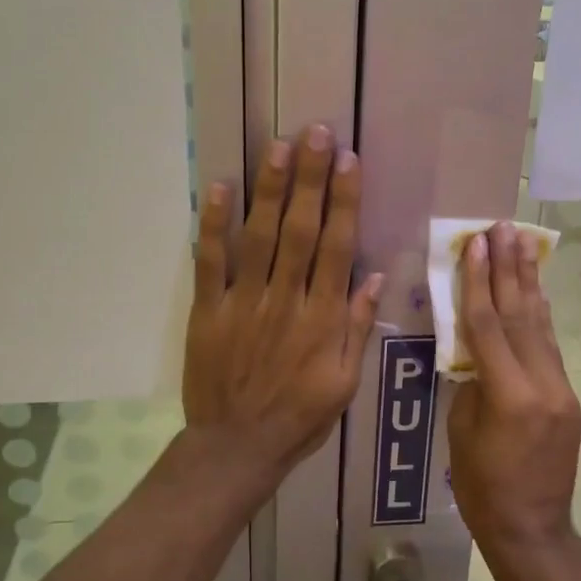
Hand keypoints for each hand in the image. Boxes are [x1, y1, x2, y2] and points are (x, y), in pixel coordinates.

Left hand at [182, 127, 382, 487]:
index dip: (344, 201)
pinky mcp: (208, 310)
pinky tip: (220, 187)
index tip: (349, 161)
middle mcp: (286, 300)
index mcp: (323, 319)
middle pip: (300, 230)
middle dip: (310, 178)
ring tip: (280, 146)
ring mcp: (243, 302)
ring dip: (270, 189)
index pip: (337, 247)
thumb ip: (357, 327)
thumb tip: (373, 275)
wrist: (236, 447)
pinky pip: (209, 261)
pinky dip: (213, 224)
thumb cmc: (299, 417)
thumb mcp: (345, 383)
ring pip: (259, 236)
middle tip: (316, 133)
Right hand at [448, 221, 580, 550]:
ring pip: (541, 325)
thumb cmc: (482, 488)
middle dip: (510, 268)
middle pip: (521, 315)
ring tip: (523, 244)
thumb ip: (471, 382)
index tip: (476, 243)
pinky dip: (541, 315)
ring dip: (529, 282)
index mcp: (509, 395)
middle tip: (504, 227)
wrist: (532, 529)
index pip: (488, 325)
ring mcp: (561, 389)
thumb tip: (474, 348)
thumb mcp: (462, 431)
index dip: (479, 282)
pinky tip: (536, 291)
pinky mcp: (568, 397)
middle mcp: (543, 384)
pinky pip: (550, 347)